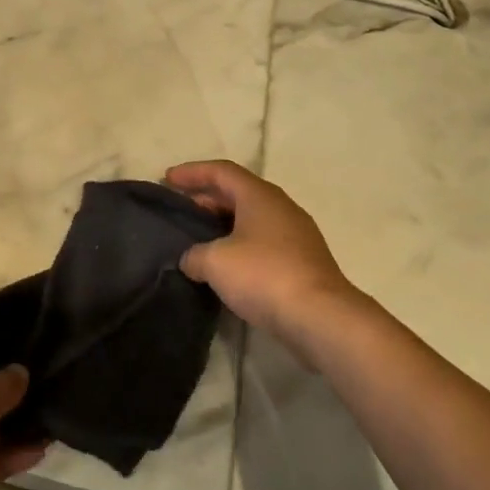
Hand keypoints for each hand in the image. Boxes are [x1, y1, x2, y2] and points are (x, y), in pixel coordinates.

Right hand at [166, 159, 360, 339]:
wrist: (321, 318)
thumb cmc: (264, 275)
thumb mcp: (214, 262)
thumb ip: (194, 255)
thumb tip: (192, 260)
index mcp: (259, 196)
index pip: (221, 171)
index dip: (192, 172)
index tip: (167, 179)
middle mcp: (281, 207)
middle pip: (238, 193)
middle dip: (207, 198)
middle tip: (181, 211)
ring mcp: (297, 235)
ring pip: (252, 219)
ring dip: (224, 225)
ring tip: (199, 240)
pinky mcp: (303, 262)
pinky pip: (264, 243)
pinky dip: (240, 246)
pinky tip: (226, 266)